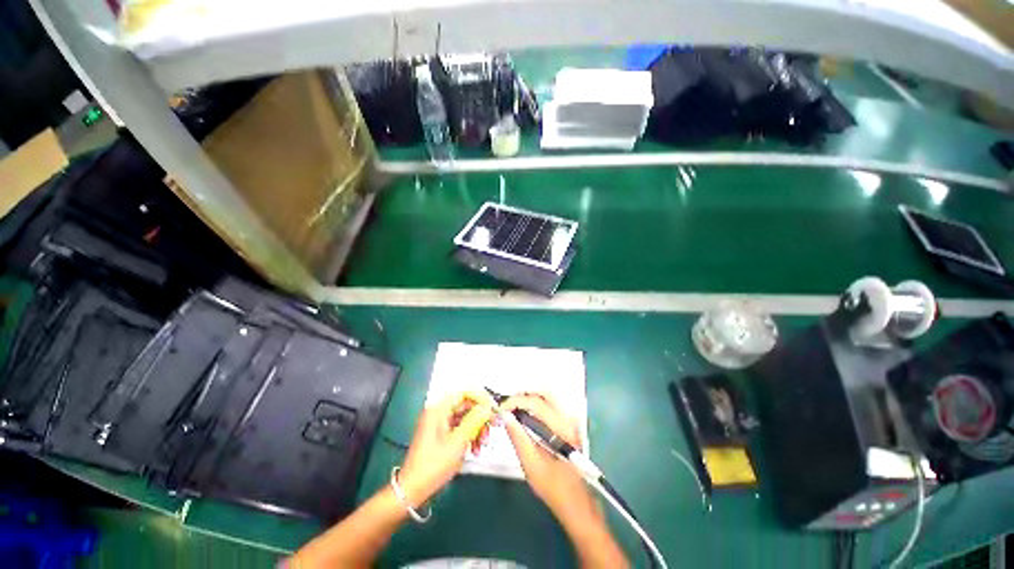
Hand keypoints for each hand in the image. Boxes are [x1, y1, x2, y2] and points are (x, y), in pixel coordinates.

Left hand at [398, 390, 494, 507]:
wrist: (412, 490)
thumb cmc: (433, 465)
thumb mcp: (458, 442)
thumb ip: (474, 420)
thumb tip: (487, 407)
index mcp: (438, 409)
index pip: (464, 393)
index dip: (481, 397)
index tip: (493, 408)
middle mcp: (438, 412)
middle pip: (466, 405)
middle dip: (480, 417)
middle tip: (493, 427)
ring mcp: (439, 423)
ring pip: (465, 417)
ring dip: (477, 428)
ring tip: (482, 445)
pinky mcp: (440, 434)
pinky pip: (459, 428)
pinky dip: (469, 436)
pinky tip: (475, 450)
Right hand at [501, 393, 599, 522]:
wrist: (576, 501)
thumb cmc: (553, 487)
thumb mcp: (531, 465)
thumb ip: (518, 437)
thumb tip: (505, 415)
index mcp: (560, 428)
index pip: (536, 402)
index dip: (515, 401)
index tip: (501, 409)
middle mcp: (569, 419)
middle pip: (545, 392)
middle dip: (523, 394)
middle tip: (508, 405)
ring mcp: (571, 420)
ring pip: (548, 396)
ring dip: (529, 398)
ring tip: (514, 410)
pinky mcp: (570, 423)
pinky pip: (551, 404)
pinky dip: (537, 404)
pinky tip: (526, 416)